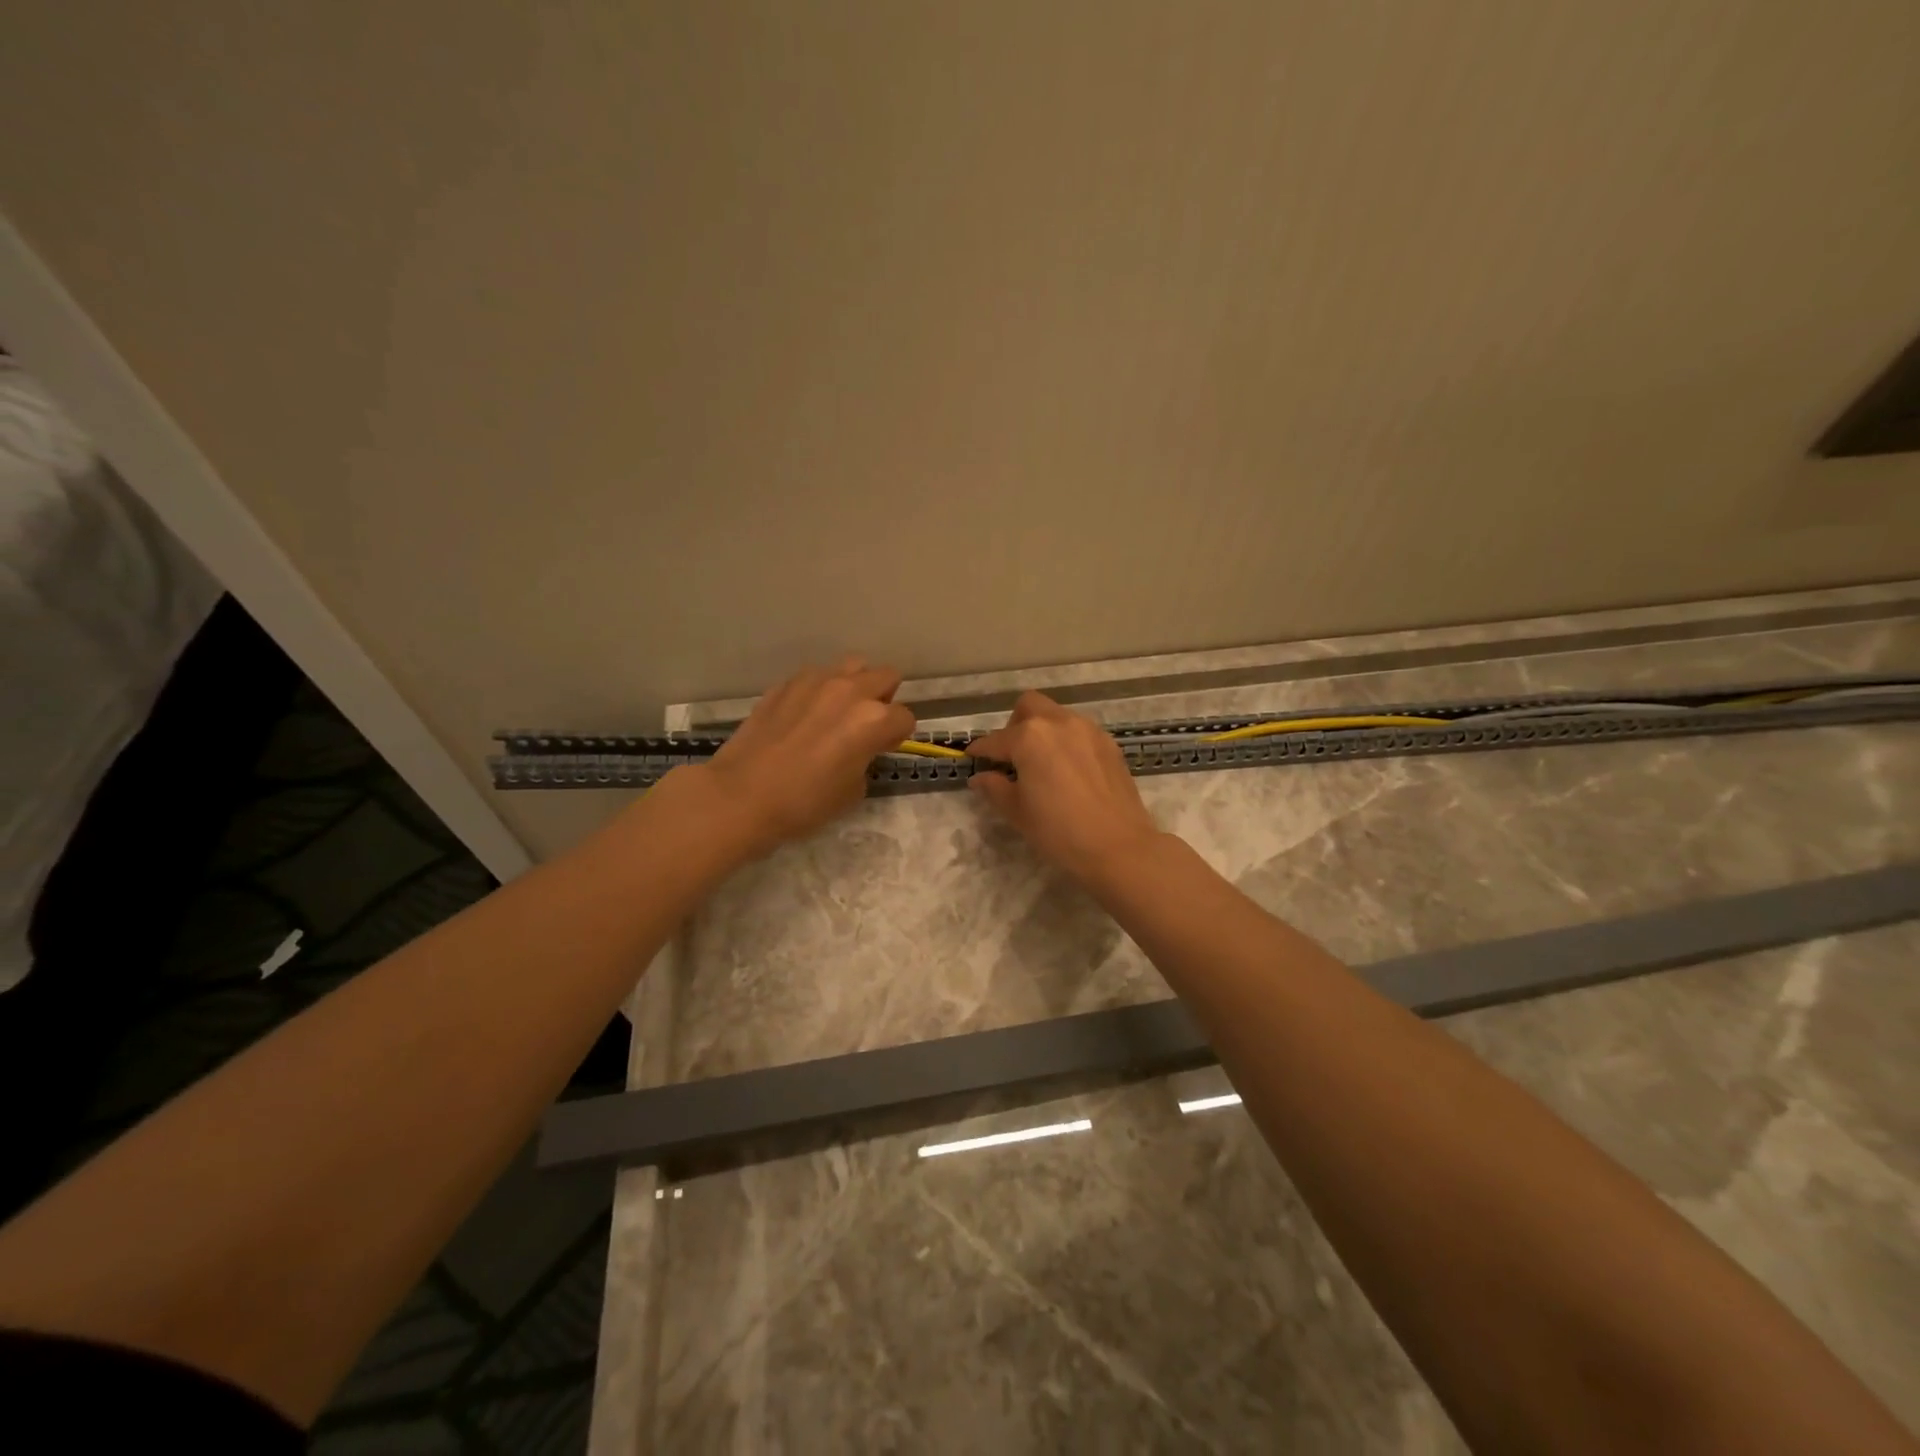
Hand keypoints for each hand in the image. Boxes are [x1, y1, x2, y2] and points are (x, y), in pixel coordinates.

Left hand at [692, 656, 916, 858]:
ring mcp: (815, 682)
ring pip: (852, 666)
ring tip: (838, 712)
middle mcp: (849, 691)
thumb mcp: (853, 792)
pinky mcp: (785, 684)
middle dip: (883, 699)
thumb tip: (859, 750)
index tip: (882, 749)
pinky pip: (816, 676)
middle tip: (866, 725)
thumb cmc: (804, 803)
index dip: (897, 736)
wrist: (742, 795)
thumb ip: (866, 759)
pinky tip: (805, 715)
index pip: (904, 717)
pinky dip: (820, 690)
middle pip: (886, 677)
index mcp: (873, 720)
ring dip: (855, 685)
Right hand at [966, 691, 1162, 884]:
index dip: (980, 750)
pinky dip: (1066, 742)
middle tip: (1012, 756)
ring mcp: (1088, 730)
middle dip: (1014, 725)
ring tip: (1041, 764)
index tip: (972, 759)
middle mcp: (1059, 723)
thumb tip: (980, 777)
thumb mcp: (1018, 812)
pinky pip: (1079, 731)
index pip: (996, 740)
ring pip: (1057, 716)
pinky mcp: (1108, 744)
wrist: (1118, 847)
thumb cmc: (1059, 831)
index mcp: (1030, 738)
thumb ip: (995, 788)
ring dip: (1042, 731)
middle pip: (1029, 707)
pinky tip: (1067, 770)